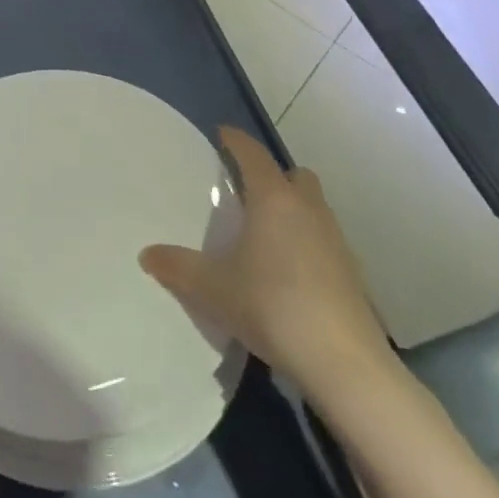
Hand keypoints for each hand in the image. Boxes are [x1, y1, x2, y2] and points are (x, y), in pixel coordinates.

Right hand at [140, 126, 396, 407]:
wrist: (344, 363)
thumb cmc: (272, 307)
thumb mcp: (212, 289)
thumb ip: (177, 267)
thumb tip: (147, 254)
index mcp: (273, 199)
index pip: (253, 154)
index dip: (236, 140)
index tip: (222, 133)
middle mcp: (307, 209)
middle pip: (293, 175)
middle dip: (271, 175)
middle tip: (246, 190)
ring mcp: (335, 240)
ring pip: (312, 206)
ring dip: (292, 208)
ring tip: (265, 231)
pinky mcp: (351, 272)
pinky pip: (324, 239)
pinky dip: (306, 241)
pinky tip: (288, 270)